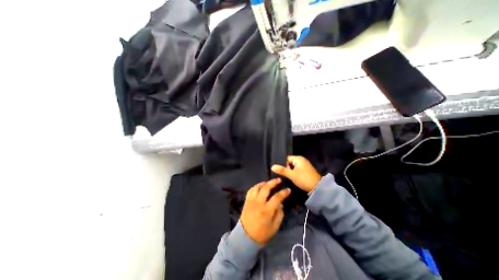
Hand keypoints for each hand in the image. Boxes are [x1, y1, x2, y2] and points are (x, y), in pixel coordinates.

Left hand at [240, 179, 290, 244]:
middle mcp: (259, 203)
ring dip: (264, 183)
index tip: (288, 190)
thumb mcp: (274, 227)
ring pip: (257, 187)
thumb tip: (281, 204)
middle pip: (266, 188)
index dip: (283, 193)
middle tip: (278, 180)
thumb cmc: (262, 233)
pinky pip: (251, 190)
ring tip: (268, 182)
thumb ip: (279, 214)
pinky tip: (259, 186)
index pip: (277, 198)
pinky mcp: (247, 201)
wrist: (245, 237)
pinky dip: (256, 186)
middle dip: (273, 182)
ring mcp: (251, 201)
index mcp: (267, 210)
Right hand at [271, 156, 321, 191]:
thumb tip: (272, 166)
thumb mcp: (292, 175)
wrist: (317, 188)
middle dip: (286, 168)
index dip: (283, 164)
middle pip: (289, 162)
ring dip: (290, 171)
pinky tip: (292, 177)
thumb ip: (282, 170)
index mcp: (298, 158)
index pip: (286, 158)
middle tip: (284, 175)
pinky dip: (294, 173)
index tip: (280, 171)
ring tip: (287, 177)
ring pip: (293, 167)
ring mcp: (304, 165)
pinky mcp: (305, 170)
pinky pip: (296, 170)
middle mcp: (301, 160)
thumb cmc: (304, 179)